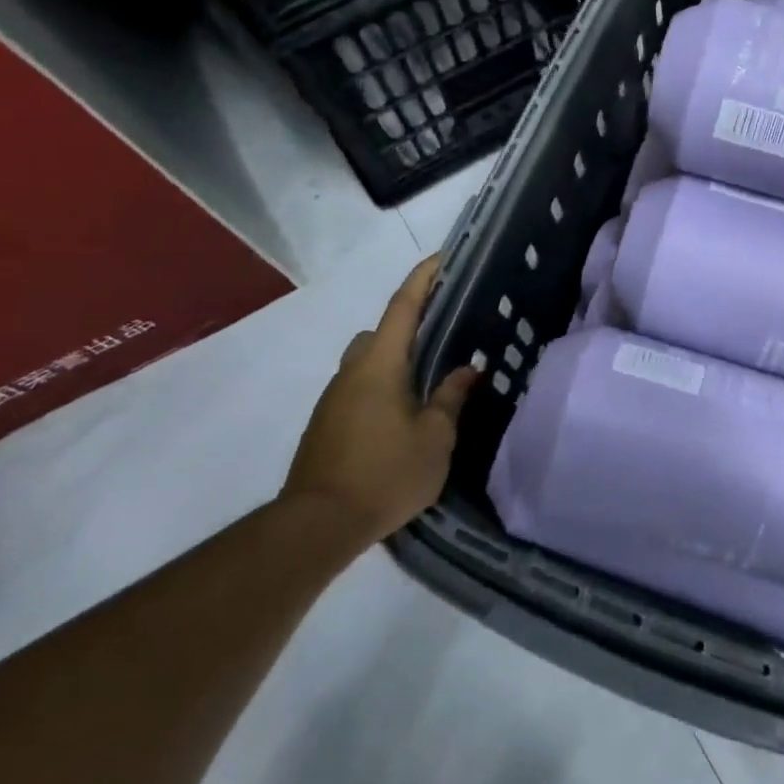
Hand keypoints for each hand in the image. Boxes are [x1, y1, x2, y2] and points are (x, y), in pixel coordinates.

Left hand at [280, 255, 478, 552]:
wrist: (317, 525)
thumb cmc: (385, 472)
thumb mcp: (435, 437)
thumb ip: (451, 398)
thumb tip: (466, 370)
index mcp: (380, 364)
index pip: (404, 307)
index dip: (424, 278)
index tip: (442, 257)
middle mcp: (352, 371)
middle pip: (381, 332)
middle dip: (409, 324)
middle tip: (443, 333)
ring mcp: (334, 399)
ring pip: (367, 362)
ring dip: (394, 361)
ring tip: (427, 383)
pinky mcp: (325, 425)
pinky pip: (359, 389)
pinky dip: (382, 388)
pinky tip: (402, 417)